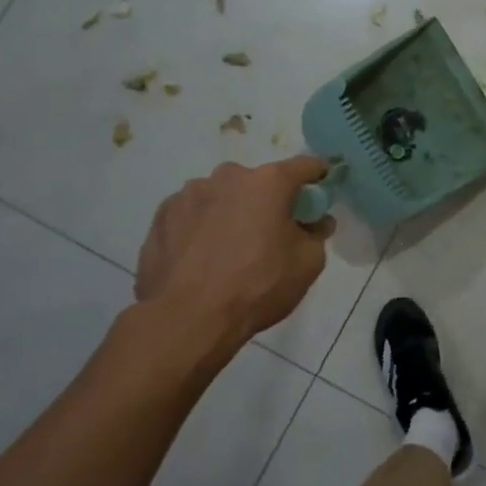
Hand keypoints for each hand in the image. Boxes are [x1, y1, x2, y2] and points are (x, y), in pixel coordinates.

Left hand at [136, 157, 335, 350]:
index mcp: (268, 182)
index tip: (324, 185)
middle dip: (269, 200)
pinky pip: (194, 214)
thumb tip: (315, 222)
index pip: (305, 166)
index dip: (319, 174)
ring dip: (233, 212)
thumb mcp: (308, 263)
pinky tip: (203, 257)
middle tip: (272, 232)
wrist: (187, 319)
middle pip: (259, 182)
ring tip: (231, 249)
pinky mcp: (161, 217)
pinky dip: (203, 227)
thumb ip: (317, 234)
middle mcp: (228, 177)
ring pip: (223, 197)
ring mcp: (189, 194)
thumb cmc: (258, 286)